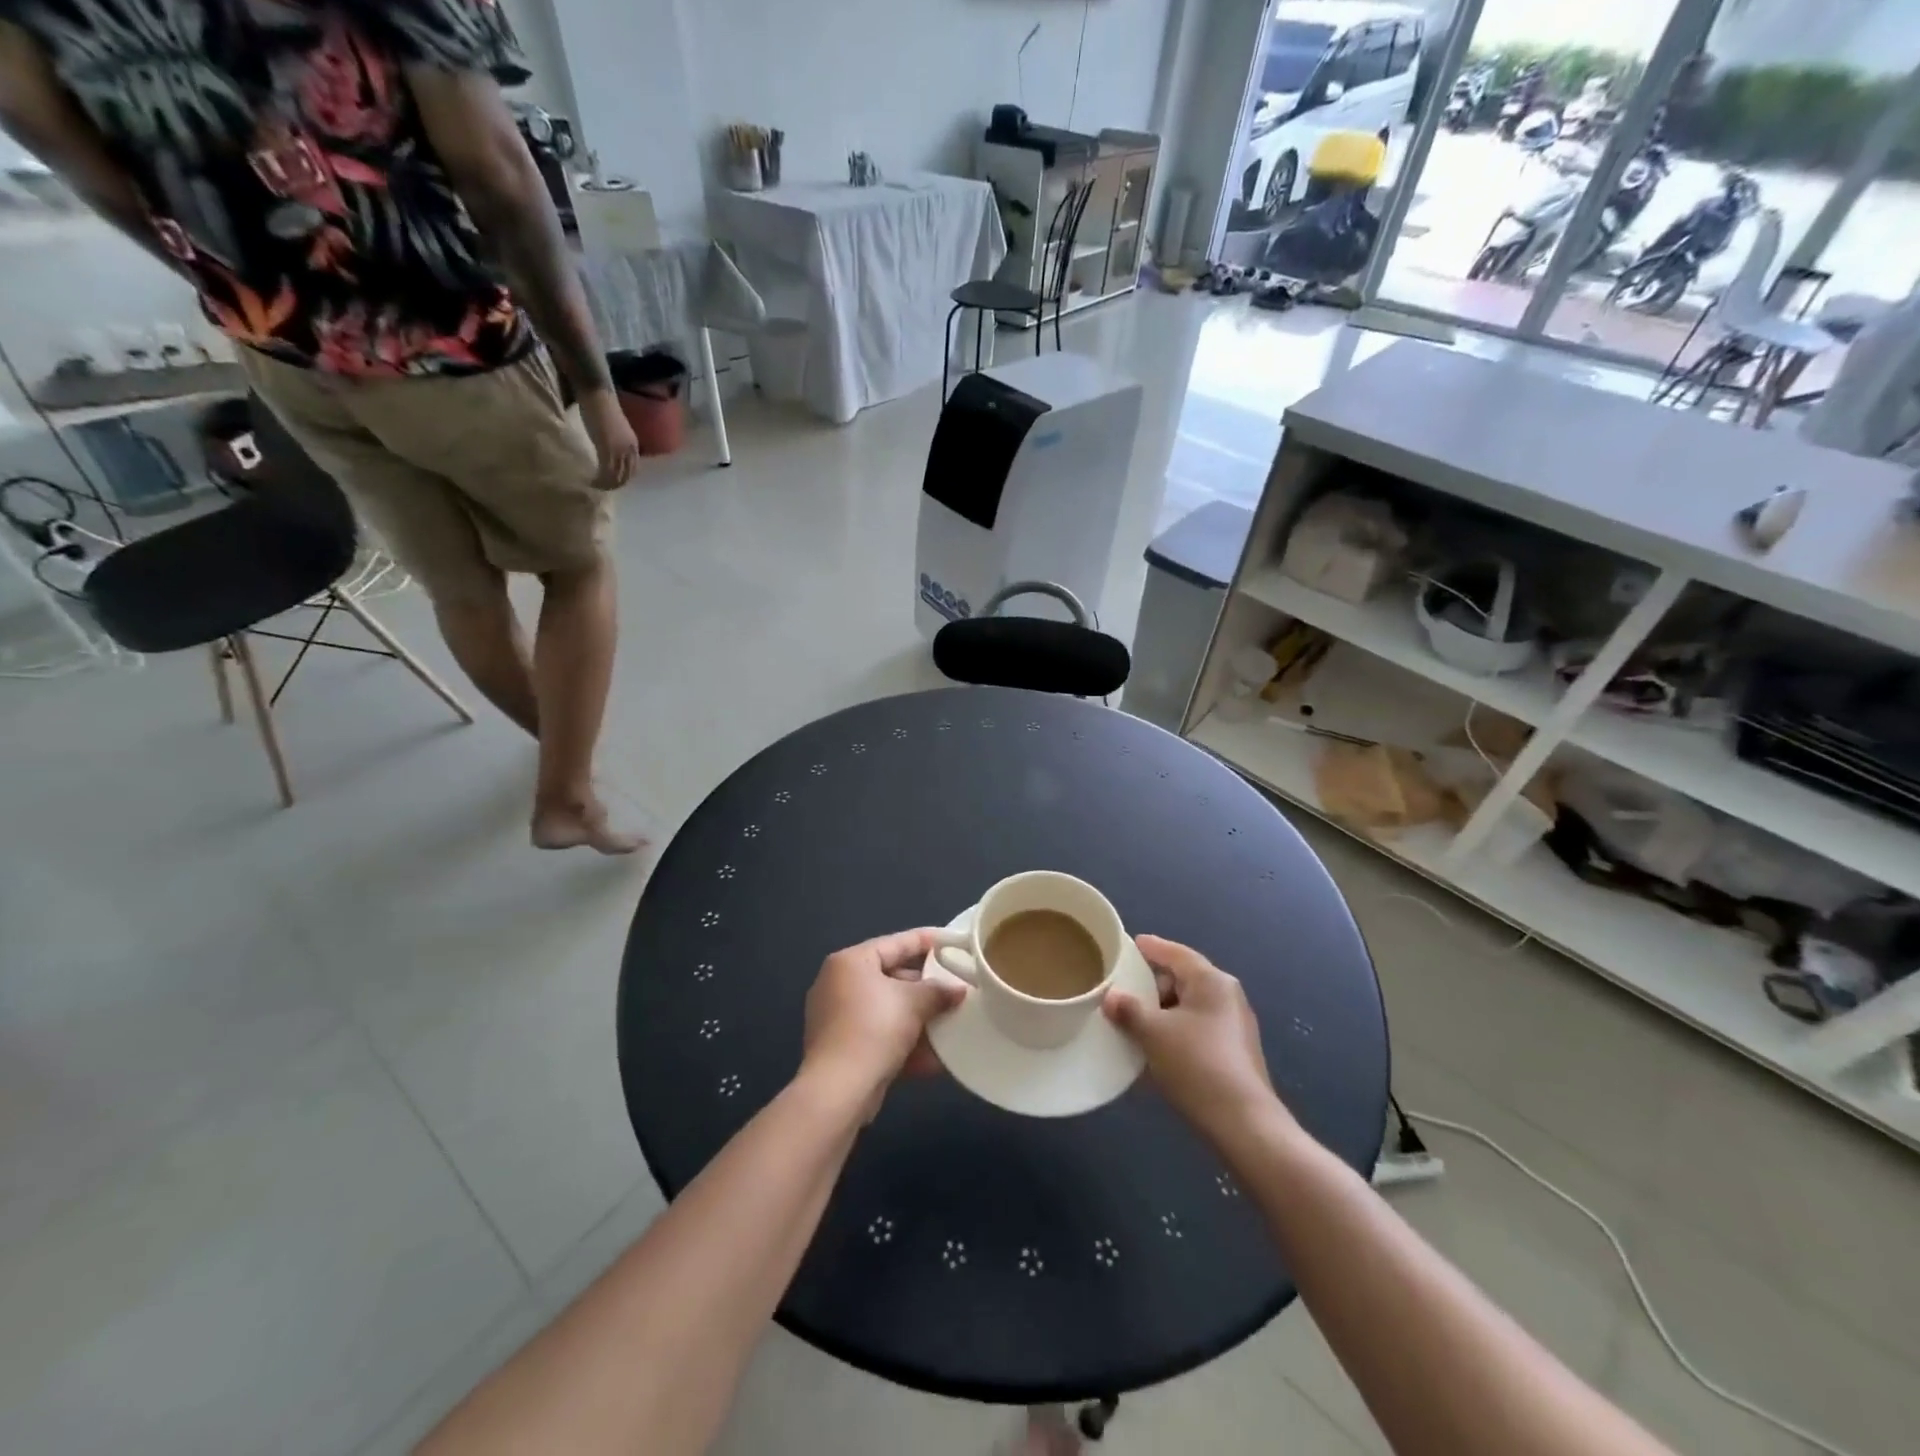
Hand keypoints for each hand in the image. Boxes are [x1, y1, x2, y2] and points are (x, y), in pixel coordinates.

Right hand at [578, 387, 640, 490]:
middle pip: (626, 476)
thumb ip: (614, 441)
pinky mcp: (608, 450)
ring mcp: (620, 451)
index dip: (623, 478)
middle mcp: (631, 451)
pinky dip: (600, 480)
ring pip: (617, 477)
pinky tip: (592, 482)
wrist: (597, 393)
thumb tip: (606, 450)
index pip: (633, 469)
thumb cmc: (601, 406)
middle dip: (615, 484)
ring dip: (607, 485)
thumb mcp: (614, 429)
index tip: (613, 483)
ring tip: (596, 487)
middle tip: (602, 489)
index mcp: (634, 445)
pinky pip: (607, 472)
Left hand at [802, 929, 965, 1108]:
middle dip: (926, 987)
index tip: (953, 942)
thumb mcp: (913, 1003)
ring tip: (951, 1021)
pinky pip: (880, 1036)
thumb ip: (938, 991)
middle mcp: (839, 984)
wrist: (839, 1090)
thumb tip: (958, 989)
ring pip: (888, 1010)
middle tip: (955, 987)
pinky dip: (905, 1042)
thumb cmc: (874, 1029)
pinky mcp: (842, 1048)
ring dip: (919, 1018)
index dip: (927, 941)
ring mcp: (838, 1018)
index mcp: (851, 962)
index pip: (896, 943)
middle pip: (891, 977)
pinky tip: (935, 1058)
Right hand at [1104, 935, 1279, 1142]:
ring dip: (1163, 1011)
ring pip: (1190, 1006)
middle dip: (1153, 984)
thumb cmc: (1197, 1065)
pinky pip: (1197, 1028)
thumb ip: (1129, 1010)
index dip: (1151, 947)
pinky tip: (1156, 1047)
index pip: (1175, 952)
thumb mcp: (1154, 1034)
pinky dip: (1175, 1030)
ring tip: (1134, 1021)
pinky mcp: (1234, 1052)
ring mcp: (1234, 1025)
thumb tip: (1111, 996)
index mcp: (1211, 981)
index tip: (1129, 944)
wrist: (1244, 1124)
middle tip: (1124, 989)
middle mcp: (1227, 996)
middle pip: (1183, 978)